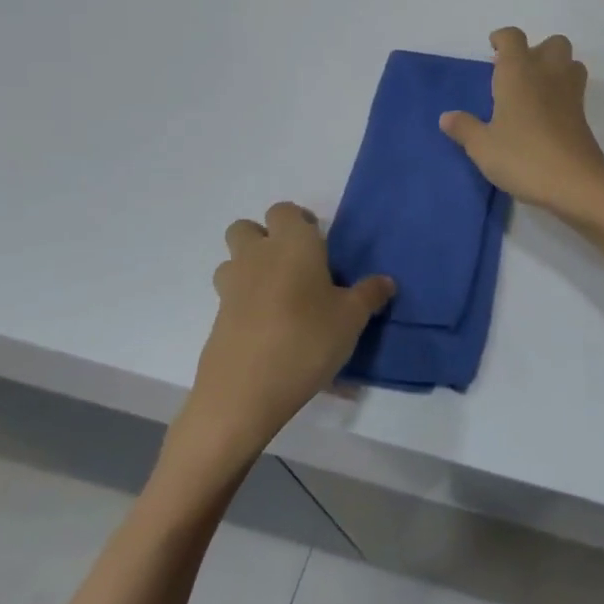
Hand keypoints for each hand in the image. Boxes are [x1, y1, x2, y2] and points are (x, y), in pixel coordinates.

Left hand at [167, 203, 392, 471]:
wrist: (244, 392)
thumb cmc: (306, 341)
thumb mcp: (352, 319)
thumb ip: (370, 295)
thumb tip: (386, 281)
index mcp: (292, 245)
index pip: (285, 211)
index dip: (300, 221)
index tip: (320, 243)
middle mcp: (256, 257)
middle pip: (247, 228)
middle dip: (266, 238)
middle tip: (297, 266)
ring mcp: (231, 288)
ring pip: (234, 261)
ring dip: (251, 268)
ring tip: (281, 297)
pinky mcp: (218, 319)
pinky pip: (232, 297)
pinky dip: (247, 304)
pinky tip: (272, 331)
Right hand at [440, 28, 603, 228]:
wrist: (575, 183)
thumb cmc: (523, 158)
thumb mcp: (483, 147)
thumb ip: (464, 128)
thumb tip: (447, 117)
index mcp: (518, 72)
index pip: (513, 38)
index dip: (502, 39)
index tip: (492, 51)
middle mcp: (547, 73)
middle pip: (551, 43)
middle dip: (535, 50)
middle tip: (515, 74)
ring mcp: (570, 93)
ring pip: (569, 62)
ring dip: (554, 68)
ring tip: (534, 91)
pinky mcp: (583, 115)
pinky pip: (574, 89)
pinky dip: (562, 92)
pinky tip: (545, 116)